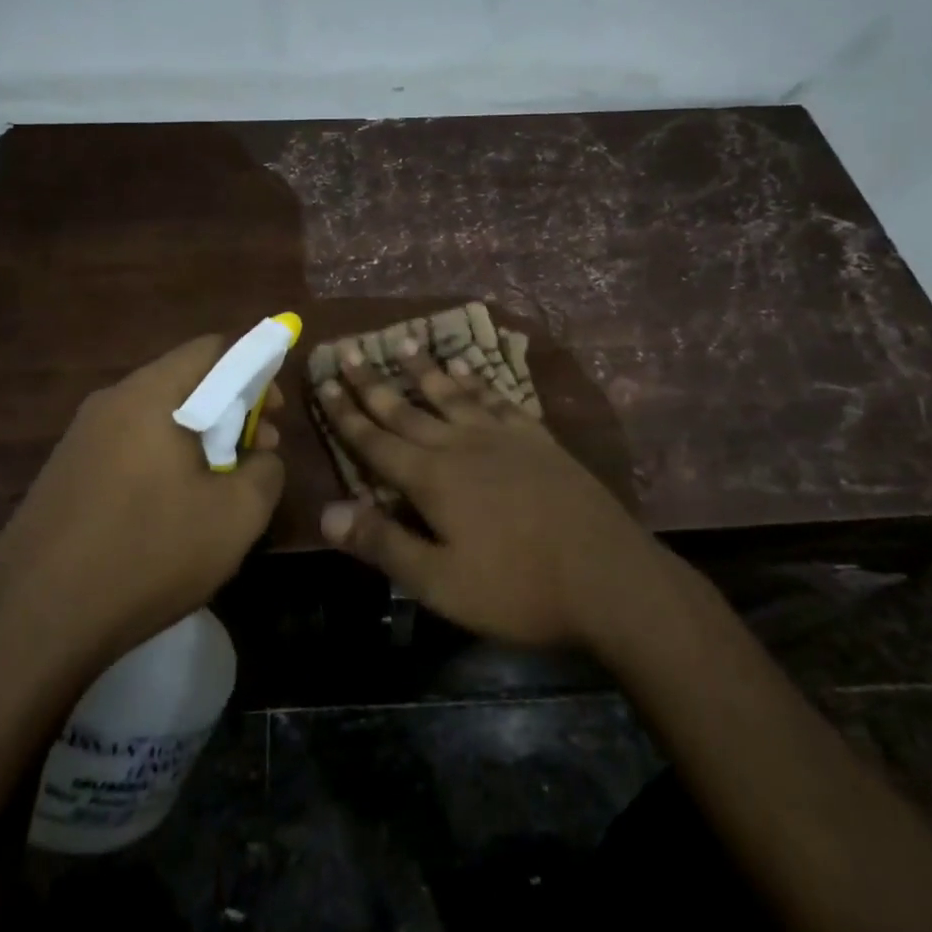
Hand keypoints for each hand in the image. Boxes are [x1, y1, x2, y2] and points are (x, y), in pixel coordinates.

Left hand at [0, 335, 285, 667]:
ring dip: (196, 441)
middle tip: (255, 457)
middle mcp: (110, 402)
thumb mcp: (236, 516)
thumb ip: (266, 471)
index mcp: (151, 395)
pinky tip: (168, 515)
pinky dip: (160, 464)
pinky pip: (127, 449)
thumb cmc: (147, 554)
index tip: (274, 415)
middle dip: (229, 411)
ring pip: (155, 419)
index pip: (213, 348)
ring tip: (216, 491)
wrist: (31, 623)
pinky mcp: (62, 475)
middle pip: (184, 382)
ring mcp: (79, 439)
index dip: (256, 370)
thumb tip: (260, 457)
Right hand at [314, 339, 662, 647]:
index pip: (375, 441)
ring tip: (402, 343)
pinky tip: (468, 368)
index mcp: (431, 479)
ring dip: (423, 370)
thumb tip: (325, 513)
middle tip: (349, 352)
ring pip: (451, 394)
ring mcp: (502, 437)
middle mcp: (460, 446)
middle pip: (407, 409)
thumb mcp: (440, 581)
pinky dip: (477, 381)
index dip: (346, 414)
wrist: (607, 577)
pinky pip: (497, 398)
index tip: (323, 383)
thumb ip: (382, 543)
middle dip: (373, 383)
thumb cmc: (517, 588)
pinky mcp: (536, 439)